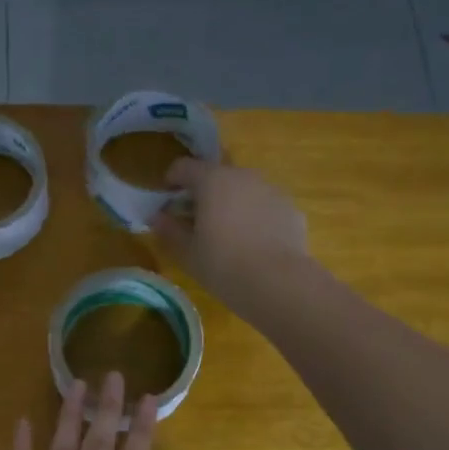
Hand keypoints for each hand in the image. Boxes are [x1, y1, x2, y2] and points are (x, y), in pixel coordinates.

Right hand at [150, 158, 308, 310]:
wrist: (278, 283)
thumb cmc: (223, 265)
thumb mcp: (187, 253)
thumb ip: (169, 230)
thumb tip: (157, 217)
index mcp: (212, 180)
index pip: (184, 166)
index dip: (172, 180)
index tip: (167, 201)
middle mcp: (243, 176)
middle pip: (217, 174)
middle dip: (204, 192)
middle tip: (196, 220)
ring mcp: (271, 190)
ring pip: (244, 189)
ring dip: (232, 202)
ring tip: (228, 233)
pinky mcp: (291, 209)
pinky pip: (265, 206)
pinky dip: (256, 217)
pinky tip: (255, 244)